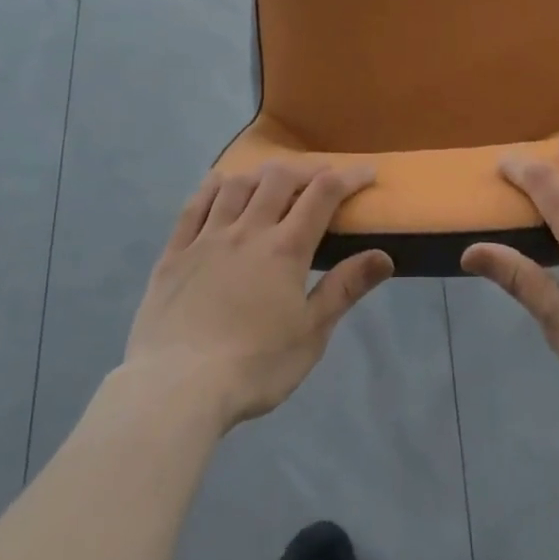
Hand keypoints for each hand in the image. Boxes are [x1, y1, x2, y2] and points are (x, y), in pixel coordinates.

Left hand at [123, 162, 393, 428]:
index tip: (367, 172)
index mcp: (285, 249)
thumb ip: (345, 289)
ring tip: (271, 180)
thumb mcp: (311, 334)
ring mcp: (207, 238)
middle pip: (279, 178)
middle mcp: (247, 231)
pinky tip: (219, 183)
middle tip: (319, 178)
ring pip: (236, 185)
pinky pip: (193, 206)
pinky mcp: (174, 253)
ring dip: (260, 175)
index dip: (349, 177)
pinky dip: (211, 187)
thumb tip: (384, 256)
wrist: (176, 389)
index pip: (323, 194)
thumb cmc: (254, 366)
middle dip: (305, 170)